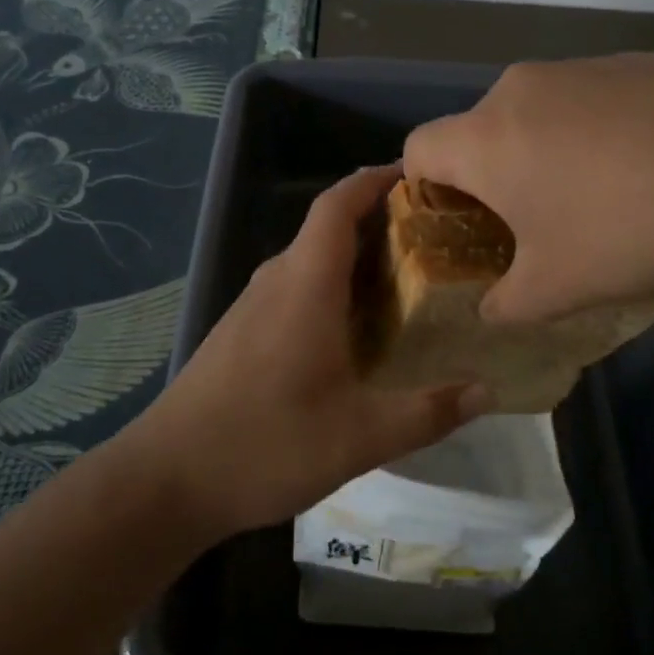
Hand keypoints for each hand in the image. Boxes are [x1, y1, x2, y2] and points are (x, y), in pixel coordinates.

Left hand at [125, 166, 488, 538]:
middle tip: (436, 238)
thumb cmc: (264, 444)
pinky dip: (333, 287)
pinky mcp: (242, 330)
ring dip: (357, 258)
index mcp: (305, 284)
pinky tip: (358, 328)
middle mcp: (277, 280)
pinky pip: (295, 287)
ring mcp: (253, 305)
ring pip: (312, 260)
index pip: (338, 205)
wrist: (166, 479)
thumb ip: (427, 413)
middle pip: (329, 228)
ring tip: (410, 279)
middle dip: (380, 221)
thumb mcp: (359, 437)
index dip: (375, 180)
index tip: (418, 176)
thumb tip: (487, 390)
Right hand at [404, 53, 653, 319]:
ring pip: (538, 110)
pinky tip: (650, 164)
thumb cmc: (625, 232)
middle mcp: (521, 89)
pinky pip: (593, 97)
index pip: (418, 149)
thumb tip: (492, 309)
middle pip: (480, 129)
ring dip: (547, 147)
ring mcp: (582, 67)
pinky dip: (599, 128)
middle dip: (492, 173)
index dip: (423, 189)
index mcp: (485, 138)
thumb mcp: (555, 290)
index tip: (459, 223)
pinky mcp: (636, 59)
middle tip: (533, 218)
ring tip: (600, 193)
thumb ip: (505, 304)